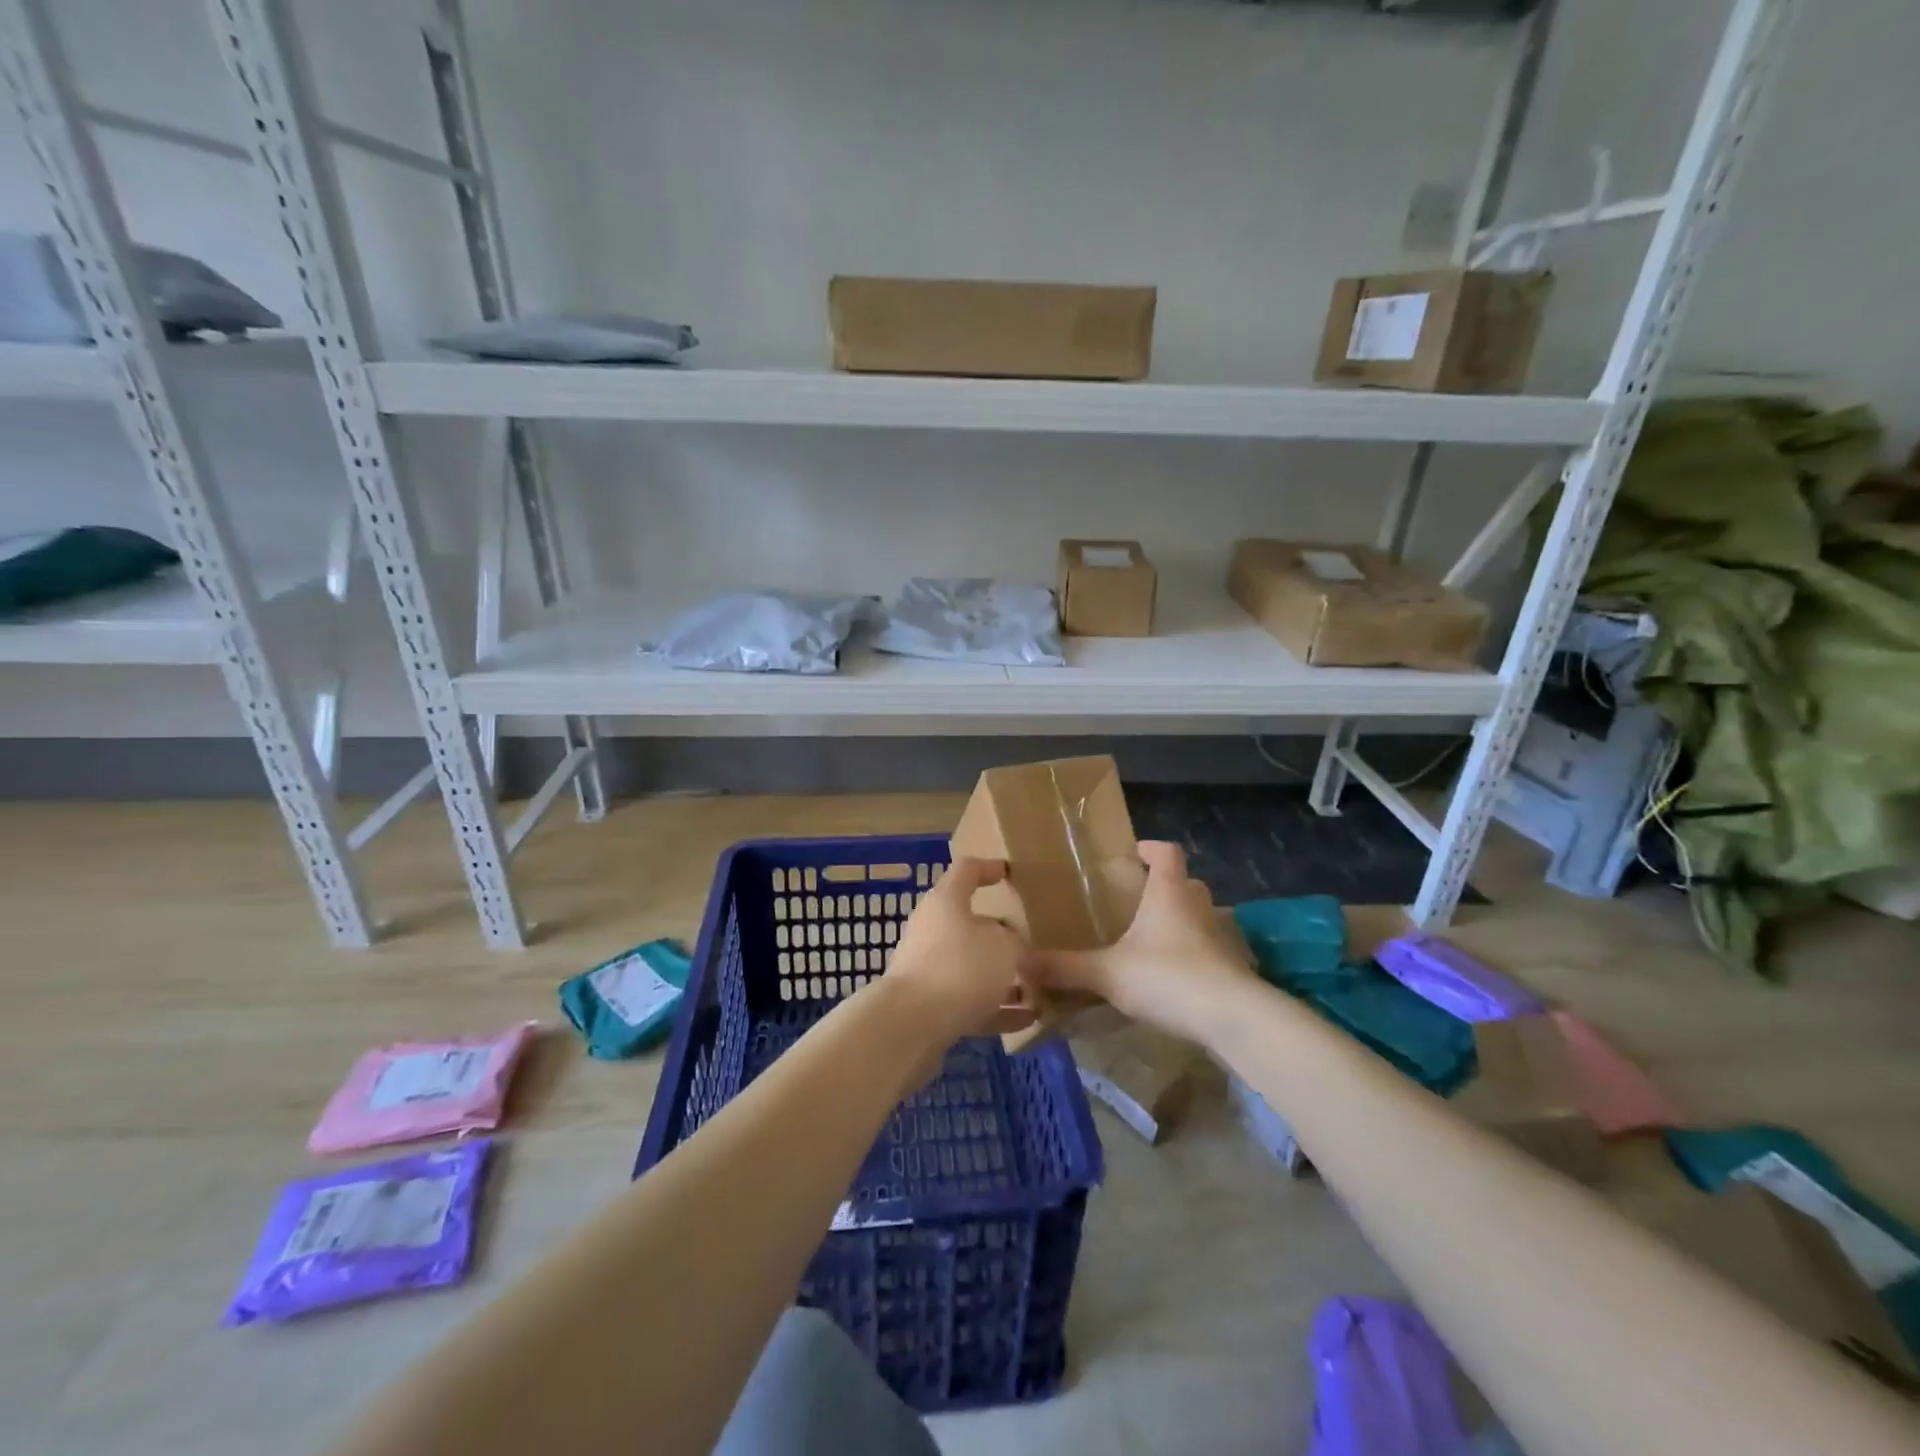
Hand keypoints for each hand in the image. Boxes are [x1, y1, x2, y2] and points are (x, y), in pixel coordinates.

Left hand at [884, 857, 1028, 1048]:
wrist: (911, 1024)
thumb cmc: (961, 967)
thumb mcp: (1005, 946)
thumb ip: (1015, 941)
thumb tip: (1011, 946)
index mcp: (946, 901)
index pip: (967, 871)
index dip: (989, 868)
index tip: (1009, 873)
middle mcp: (932, 929)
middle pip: (969, 923)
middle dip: (1001, 935)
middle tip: (1031, 943)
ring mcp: (928, 968)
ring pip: (971, 965)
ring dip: (1002, 976)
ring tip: (1037, 987)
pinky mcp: (928, 1005)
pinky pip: (969, 1000)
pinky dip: (996, 1007)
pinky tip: (1028, 1019)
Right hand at [1024, 841, 1255, 1048]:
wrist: (1232, 1017)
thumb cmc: (1168, 976)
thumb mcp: (1108, 972)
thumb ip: (1065, 967)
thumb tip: (1020, 962)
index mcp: (1169, 892)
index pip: (1167, 852)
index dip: (1152, 848)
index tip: (1135, 852)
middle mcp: (1197, 906)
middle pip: (1185, 883)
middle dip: (1163, 886)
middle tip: (1136, 899)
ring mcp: (1219, 936)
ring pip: (1198, 916)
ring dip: (1178, 920)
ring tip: (1149, 939)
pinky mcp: (1230, 967)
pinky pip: (1206, 949)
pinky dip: (1190, 953)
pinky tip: (1170, 976)